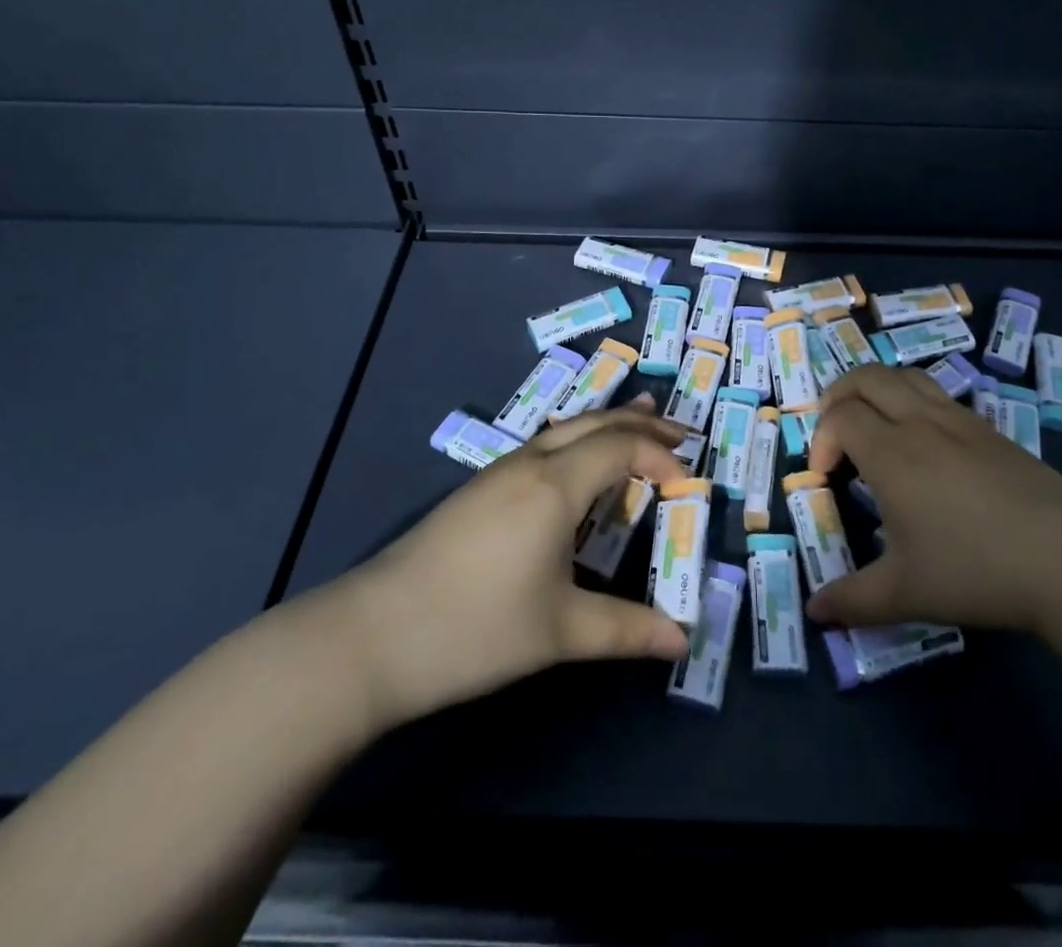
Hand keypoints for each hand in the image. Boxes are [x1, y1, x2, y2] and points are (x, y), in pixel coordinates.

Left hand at [335, 400, 691, 730]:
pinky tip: (577, 464)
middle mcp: (530, 463)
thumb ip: (626, 629)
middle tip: (681, 430)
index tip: (689, 482)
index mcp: (554, 485)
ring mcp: (499, 472)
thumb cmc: (475, 628)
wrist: (372, 635)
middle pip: (595, 423)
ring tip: (639, 423)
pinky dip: (578, 441)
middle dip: (641, 423)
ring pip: (566, 429)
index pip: (621, 447)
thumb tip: (682, 639)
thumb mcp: (559, 632)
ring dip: (607, 425)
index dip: (660, 456)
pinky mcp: (479, 489)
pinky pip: (544, 446)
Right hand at [805, 366, 1061, 632]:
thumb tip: (816, 612)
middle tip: (836, 432)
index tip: (826, 477)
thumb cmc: (976, 569)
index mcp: (891, 453)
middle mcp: (920, 423)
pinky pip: (938, 395)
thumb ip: (854, 600)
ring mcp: (959, 420)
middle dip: (839, 395)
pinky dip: (913, 400)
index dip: (821, 439)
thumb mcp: (906, 593)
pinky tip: (925, 443)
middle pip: (867, 377)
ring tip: (874, 424)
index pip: (840, 416)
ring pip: (906, 376)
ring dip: (877, 389)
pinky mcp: (990, 429)